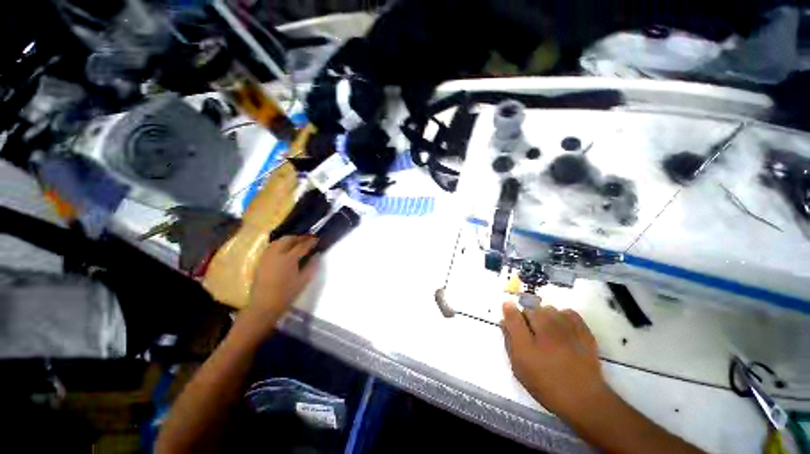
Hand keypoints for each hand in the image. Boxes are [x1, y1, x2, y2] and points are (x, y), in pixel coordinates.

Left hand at [246, 235, 319, 323]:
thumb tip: (317, 255)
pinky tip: (284, 249)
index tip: (317, 238)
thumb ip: (312, 266)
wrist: (264, 306)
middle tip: (308, 239)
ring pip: (278, 241)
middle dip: (299, 237)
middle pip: (289, 239)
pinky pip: (271, 247)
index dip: (311, 241)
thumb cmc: (286, 294)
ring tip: (297, 242)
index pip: (302, 246)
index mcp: (289, 259)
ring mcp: (267, 257)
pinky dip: (280, 244)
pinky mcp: (261, 261)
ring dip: (289, 239)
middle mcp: (277, 254)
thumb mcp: (303, 281)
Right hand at [501, 302, 610, 419]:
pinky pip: (568, 312)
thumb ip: (509, 340)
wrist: (583, 398)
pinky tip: (562, 329)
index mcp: (527, 337)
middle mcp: (544, 327)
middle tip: (531, 335)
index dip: (509, 313)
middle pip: (530, 309)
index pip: (512, 313)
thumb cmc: (546, 384)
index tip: (510, 318)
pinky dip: (562, 316)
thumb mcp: (519, 366)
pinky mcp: (583, 330)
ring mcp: (566, 326)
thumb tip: (504, 321)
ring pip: (548, 309)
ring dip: (544, 316)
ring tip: (547, 333)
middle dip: (527, 318)